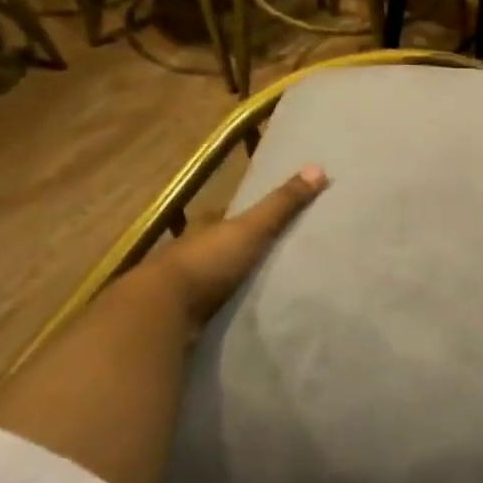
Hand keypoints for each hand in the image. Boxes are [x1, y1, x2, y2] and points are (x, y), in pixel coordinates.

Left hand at [154, 165, 328, 321]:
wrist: (165, 309)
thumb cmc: (208, 261)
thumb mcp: (251, 228)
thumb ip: (282, 204)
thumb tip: (318, 168)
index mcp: (205, 228)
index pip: (228, 216)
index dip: (249, 217)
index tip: (273, 222)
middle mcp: (193, 252)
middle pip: (225, 247)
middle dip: (245, 251)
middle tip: (280, 258)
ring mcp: (188, 285)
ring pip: (218, 277)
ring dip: (237, 281)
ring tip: (271, 289)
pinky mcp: (187, 315)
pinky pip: (214, 306)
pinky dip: (230, 307)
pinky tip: (250, 313)